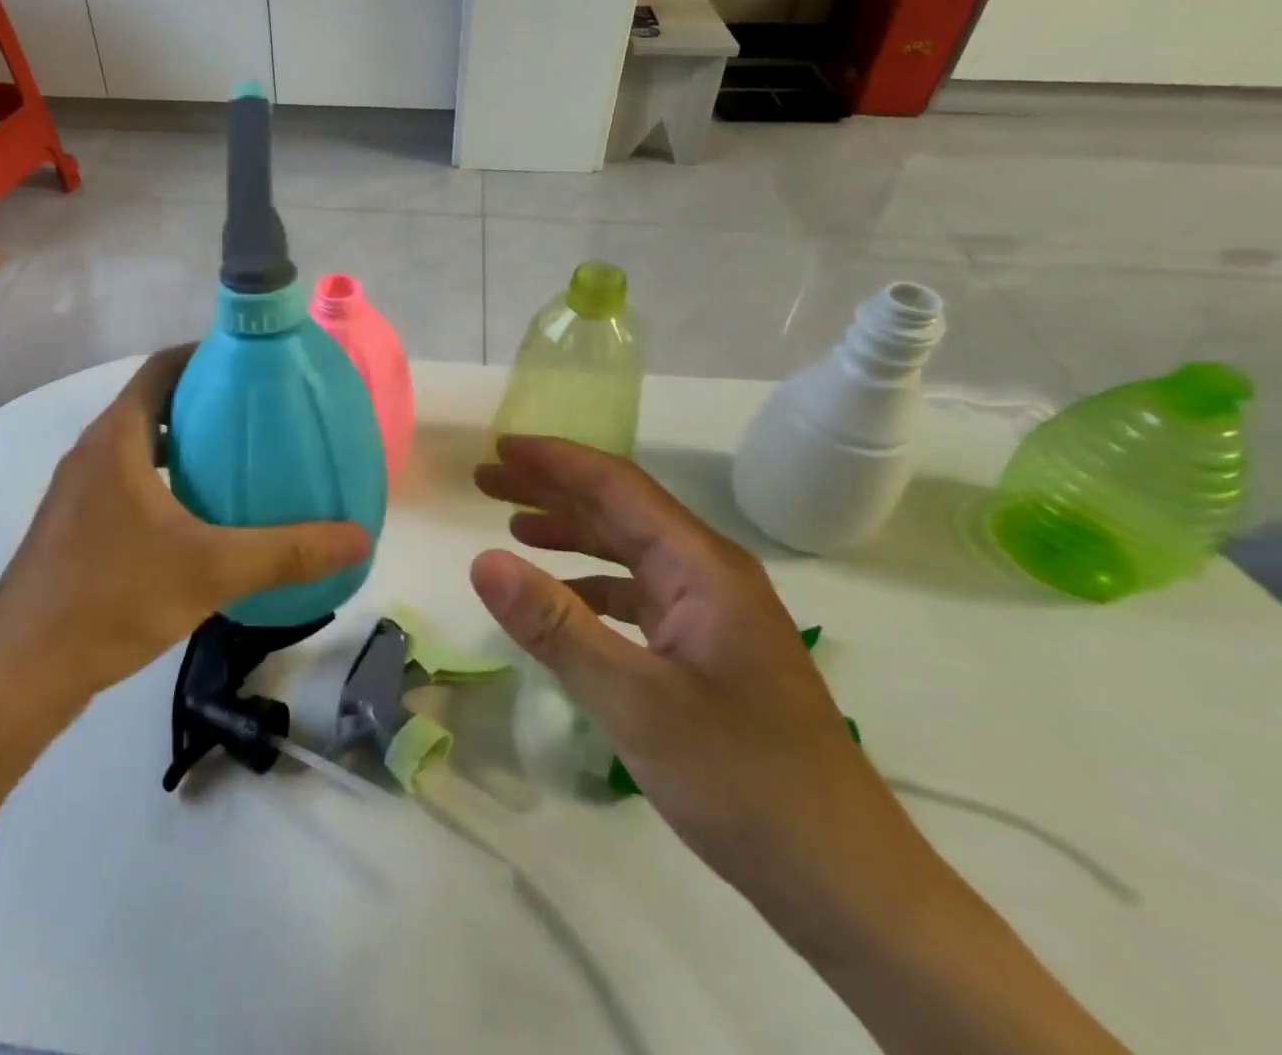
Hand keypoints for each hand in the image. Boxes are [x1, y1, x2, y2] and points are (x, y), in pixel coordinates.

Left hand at [0, 348, 370, 698]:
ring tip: (239, 459)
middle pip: (153, 402)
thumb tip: (360, 537)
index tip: (254, 364)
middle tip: (261, 414)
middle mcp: (93, 452)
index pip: (163, 367)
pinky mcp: (74, 526)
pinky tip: (200, 518)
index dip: (207, 354)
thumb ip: (288, 552)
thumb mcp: (212, 571)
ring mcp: (78, 491)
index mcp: (117, 438)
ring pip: (139, 445)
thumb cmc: (112, 599)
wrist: (19, 672)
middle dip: (205, 401)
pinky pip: (127, 480)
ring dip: (184, 443)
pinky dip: (165, 479)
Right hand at [470, 435, 933, 933]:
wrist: (846, 881)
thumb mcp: (635, 702)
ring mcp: (713, 612)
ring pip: (629, 549)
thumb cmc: (743, 780)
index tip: (499, 447)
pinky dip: (592, 582)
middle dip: (552, 488)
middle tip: (488, 480)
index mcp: (701, 566)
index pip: (616, 486)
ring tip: (512, 524)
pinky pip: (639, 594)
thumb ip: (556, 626)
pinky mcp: (709, 649)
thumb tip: (482, 561)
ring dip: (570, 531)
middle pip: (620, 509)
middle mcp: (709, 574)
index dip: (554, 460)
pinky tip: (563, 596)